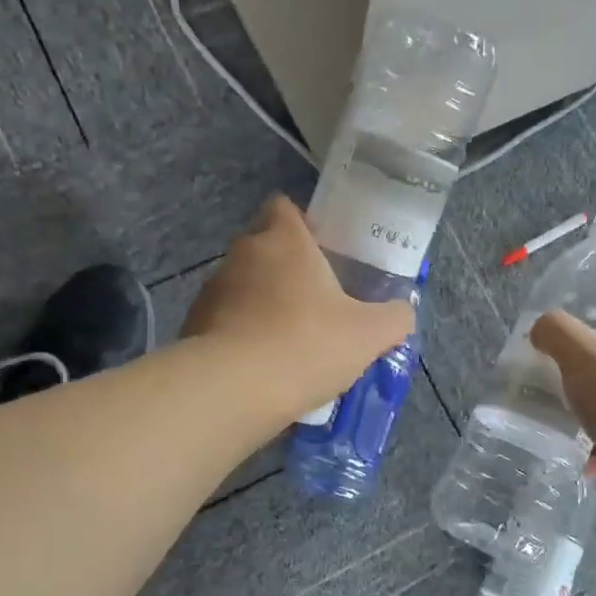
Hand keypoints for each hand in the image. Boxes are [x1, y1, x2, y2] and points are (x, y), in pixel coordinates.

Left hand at [184, 196, 415, 420]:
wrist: (233, 389)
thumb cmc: (306, 344)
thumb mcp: (368, 335)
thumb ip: (393, 318)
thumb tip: (402, 313)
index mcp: (284, 241)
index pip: (283, 206)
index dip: (301, 222)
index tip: (320, 249)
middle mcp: (243, 253)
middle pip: (263, 244)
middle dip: (284, 265)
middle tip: (313, 297)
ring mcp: (212, 288)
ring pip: (242, 283)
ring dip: (261, 300)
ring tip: (286, 336)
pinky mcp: (193, 323)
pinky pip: (224, 317)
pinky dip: (240, 331)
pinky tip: (260, 361)